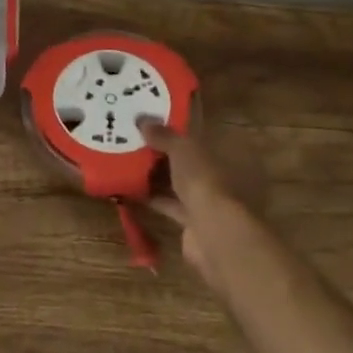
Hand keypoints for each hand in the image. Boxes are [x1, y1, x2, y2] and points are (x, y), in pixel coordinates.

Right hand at [139, 114, 268, 289]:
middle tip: (133, 140)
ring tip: (124, 162)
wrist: (216, 234)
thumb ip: (164, 134)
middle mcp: (223, 176)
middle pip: (188, 160)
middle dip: (162, 153)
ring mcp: (209, 201)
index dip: (177, 129)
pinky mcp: (193, 222)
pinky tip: (127, 188)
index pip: (200, 136)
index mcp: (228, 154)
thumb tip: (142, 119)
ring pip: (177, 183)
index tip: (152, 122)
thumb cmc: (206, 180)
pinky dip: (151, 197)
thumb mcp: (183, 148)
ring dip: (154, 175)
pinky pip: (169, 204)